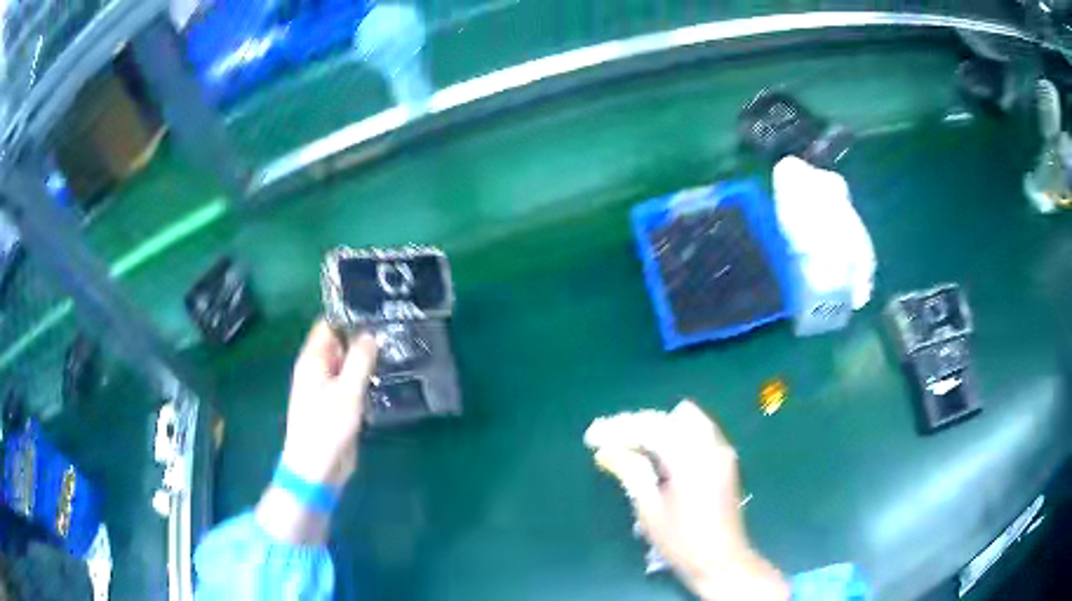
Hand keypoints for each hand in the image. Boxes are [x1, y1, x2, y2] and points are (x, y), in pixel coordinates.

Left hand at [281, 320, 378, 487]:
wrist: (317, 468)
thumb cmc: (326, 427)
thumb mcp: (347, 392)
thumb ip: (359, 360)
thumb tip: (370, 333)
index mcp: (312, 360)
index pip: (328, 325)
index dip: (349, 314)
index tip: (376, 306)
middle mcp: (318, 370)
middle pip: (340, 343)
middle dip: (362, 335)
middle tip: (394, 326)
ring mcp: (327, 388)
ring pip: (348, 364)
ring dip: (367, 358)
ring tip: (397, 346)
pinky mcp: (338, 405)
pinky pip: (352, 383)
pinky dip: (366, 378)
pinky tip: (388, 375)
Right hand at [585, 401, 788, 600]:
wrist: (721, 560)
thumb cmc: (682, 542)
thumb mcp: (650, 511)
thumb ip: (632, 474)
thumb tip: (608, 450)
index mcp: (690, 461)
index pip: (651, 429)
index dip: (619, 429)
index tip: (593, 437)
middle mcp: (710, 448)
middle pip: (669, 418)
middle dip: (637, 426)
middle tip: (610, 441)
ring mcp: (721, 452)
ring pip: (686, 420)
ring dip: (658, 428)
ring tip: (632, 446)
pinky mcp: (725, 460)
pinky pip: (699, 432)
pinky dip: (676, 435)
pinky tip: (659, 454)